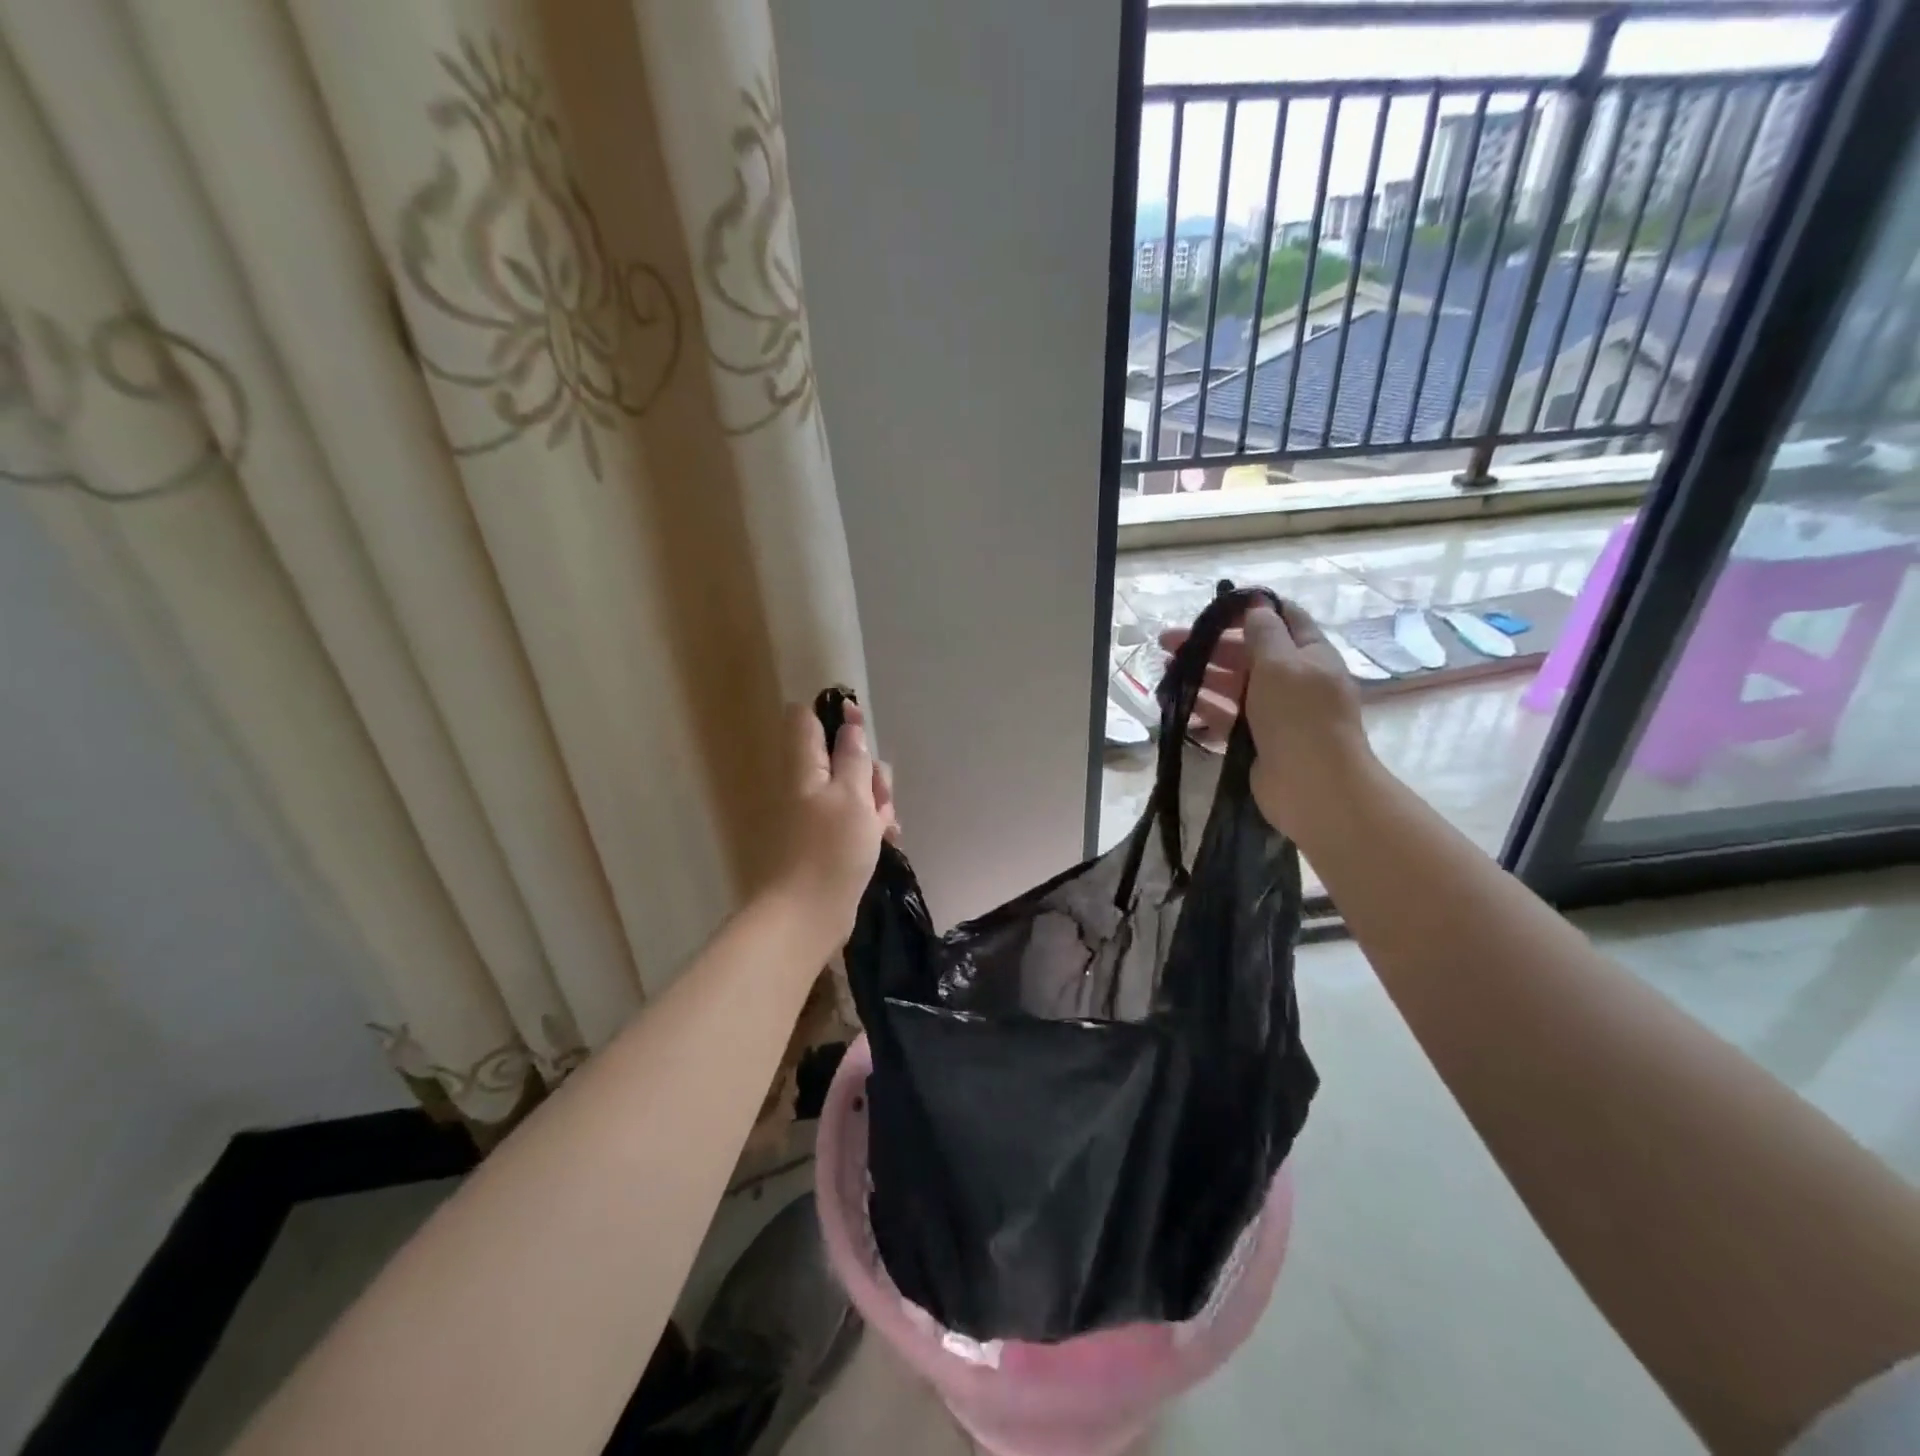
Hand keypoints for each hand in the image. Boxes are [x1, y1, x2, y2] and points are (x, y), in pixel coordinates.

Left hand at [770, 700, 897, 941]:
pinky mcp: (827, 843)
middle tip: (878, 795)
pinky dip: (871, 827)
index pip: (807, 720)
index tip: (862, 727)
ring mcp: (816, 816)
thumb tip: (849, 724)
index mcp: (805, 768)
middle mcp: (807, 786)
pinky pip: (854, 821)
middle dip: (869, 770)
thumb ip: (853, 757)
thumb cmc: (830, 850)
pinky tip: (886, 841)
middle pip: (842, 757)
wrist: (806, 915)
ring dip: (876, 802)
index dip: (836, 716)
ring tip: (885, 827)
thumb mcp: (851, 797)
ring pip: (854, 791)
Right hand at [1159, 601, 1372, 836]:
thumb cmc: (1299, 716)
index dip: (1250, 610)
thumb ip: (1264, 632)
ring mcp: (1275, 712)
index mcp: (1310, 655)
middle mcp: (1293, 679)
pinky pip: (1226, 715)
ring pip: (1233, 684)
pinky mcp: (1256, 739)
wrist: (1312, 785)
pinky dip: (1204, 705)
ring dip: (1202, 673)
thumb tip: (1255, 606)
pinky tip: (1180, 699)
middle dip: (1211, 643)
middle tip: (1168, 642)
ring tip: (1166, 670)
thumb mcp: (1282, 663)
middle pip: (1249, 652)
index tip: (1213, 610)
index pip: (1283, 619)